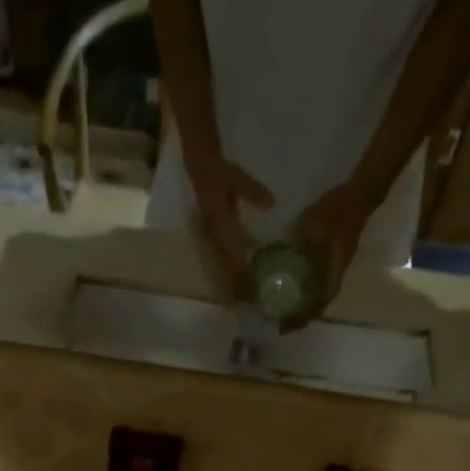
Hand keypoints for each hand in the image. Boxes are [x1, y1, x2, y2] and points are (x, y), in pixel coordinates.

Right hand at [185, 151, 274, 297]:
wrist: (198, 168)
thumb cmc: (219, 173)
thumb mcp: (236, 177)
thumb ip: (252, 192)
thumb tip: (271, 204)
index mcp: (220, 225)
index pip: (233, 256)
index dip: (242, 274)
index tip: (252, 290)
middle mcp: (215, 237)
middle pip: (226, 267)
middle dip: (237, 285)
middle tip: (251, 302)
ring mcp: (212, 239)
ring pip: (223, 266)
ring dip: (232, 281)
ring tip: (244, 297)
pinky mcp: (213, 238)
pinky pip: (222, 259)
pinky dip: (230, 270)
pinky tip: (240, 277)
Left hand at [284, 182, 372, 330]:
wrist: (359, 194)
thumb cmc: (339, 209)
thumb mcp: (314, 221)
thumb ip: (299, 237)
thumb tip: (282, 253)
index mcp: (334, 269)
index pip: (321, 301)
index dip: (304, 316)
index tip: (286, 326)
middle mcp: (336, 273)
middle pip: (320, 304)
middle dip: (301, 317)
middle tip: (281, 324)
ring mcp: (334, 267)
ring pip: (319, 294)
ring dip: (303, 306)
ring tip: (284, 312)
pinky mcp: (331, 259)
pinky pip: (317, 281)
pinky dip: (305, 290)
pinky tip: (291, 289)